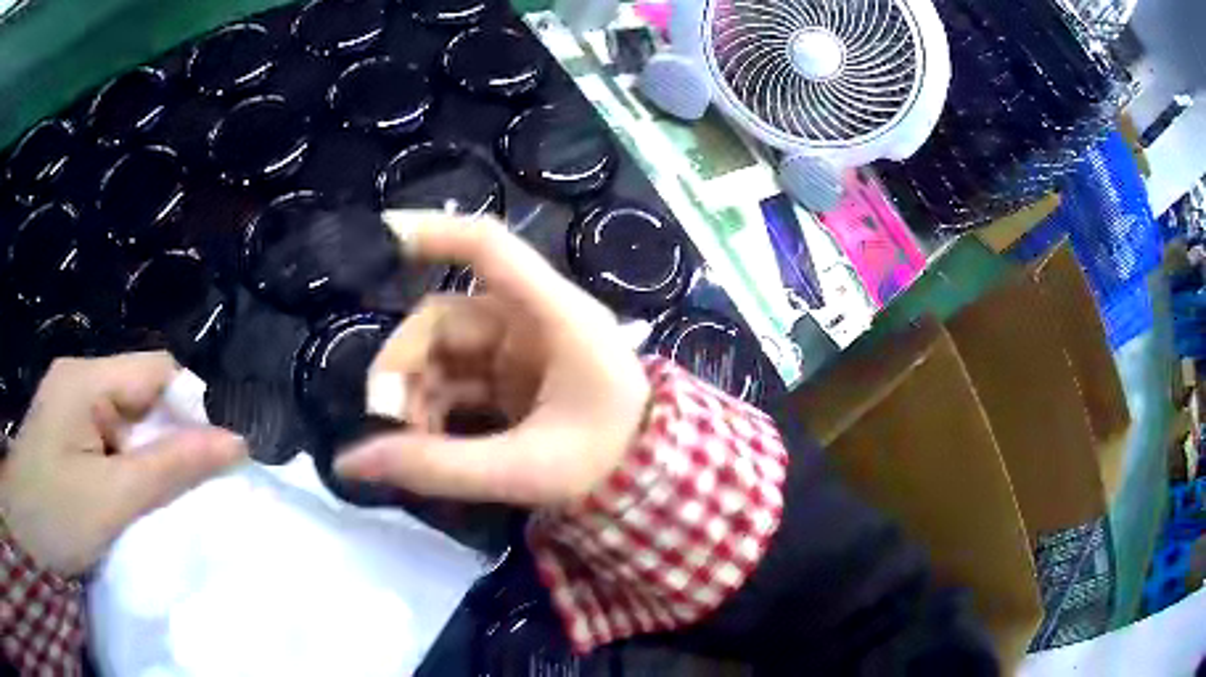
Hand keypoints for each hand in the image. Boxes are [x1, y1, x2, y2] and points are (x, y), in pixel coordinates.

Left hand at [0, 352, 245, 575]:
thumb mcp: (113, 499)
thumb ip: (170, 468)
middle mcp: (80, 378)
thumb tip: (235, 442)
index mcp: (87, 379)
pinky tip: (122, 493)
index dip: (187, 408)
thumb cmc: (56, 514)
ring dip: (143, 455)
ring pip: (126, 418)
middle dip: (163, 439)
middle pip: (140, 393)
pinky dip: (125, 463)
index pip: (156, 370)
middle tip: (174, 491)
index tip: (205, 461)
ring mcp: (70, 402)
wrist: (26, 528)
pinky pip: (109, 434)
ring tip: (146, 499)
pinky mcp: (66, 427)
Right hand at [335, 212, 650, 506]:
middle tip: (386, 420)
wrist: (649, 482)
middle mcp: (534, 319)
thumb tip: (350, 463)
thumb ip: (438, 467)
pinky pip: (456, 376)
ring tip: (410, 443)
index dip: (435, 233)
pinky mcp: (513, 373)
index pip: (491, 248)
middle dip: (405, 367)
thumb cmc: (605, 465)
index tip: (381, 237)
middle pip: (444, 318)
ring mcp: (521, 346)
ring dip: (416, 392)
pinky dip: (434, 404)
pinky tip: (428, 441)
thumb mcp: (523, 471)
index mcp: (556, 318)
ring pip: (443, 350)